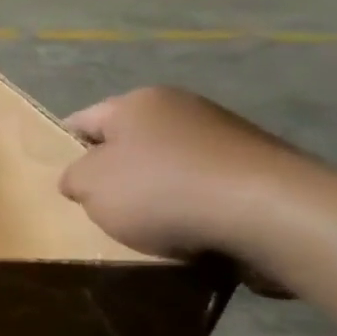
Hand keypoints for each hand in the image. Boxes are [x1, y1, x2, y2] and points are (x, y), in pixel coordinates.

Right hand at [59, 87, 306, 262]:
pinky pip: (208, 187)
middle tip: (103, 209)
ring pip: (170, 166)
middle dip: (116, 174)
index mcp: (137, 102)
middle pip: (130, 143)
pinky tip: (194, 233)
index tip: (64, 183)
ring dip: (158, 193)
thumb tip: (82, 179)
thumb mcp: (88, 187)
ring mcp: (228, 134)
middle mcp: (183, 107)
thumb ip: (73, 178)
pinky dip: (196, 207)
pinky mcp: (261, 167)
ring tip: (151, 229)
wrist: (272, 213)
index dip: (65, 150)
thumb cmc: (161, 191)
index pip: (81, 121)